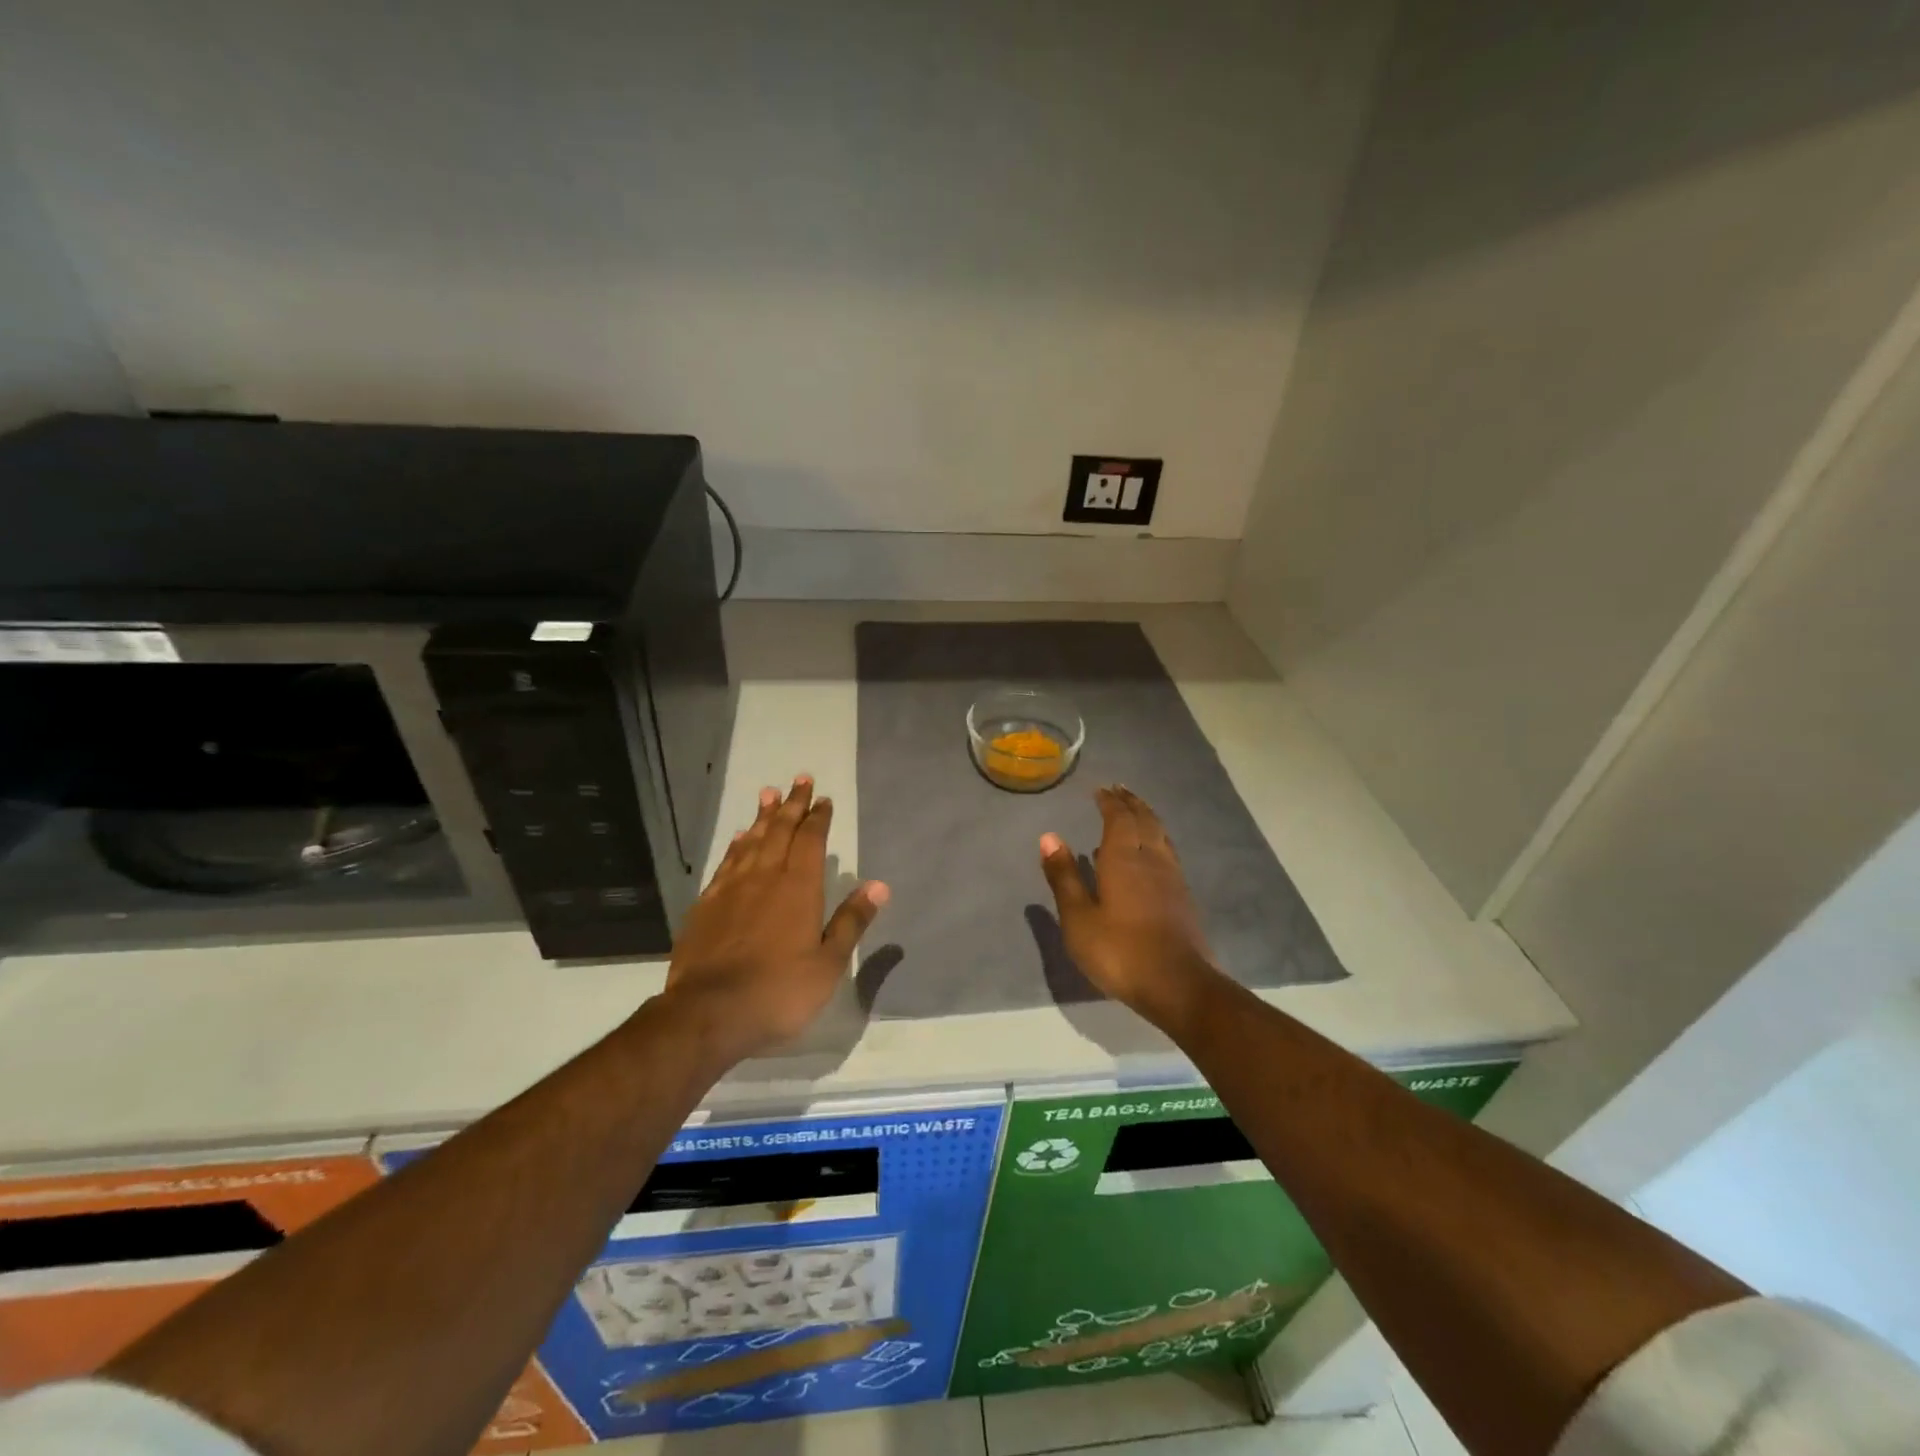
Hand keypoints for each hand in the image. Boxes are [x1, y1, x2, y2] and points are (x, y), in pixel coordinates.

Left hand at [664, 776, 887, 1064]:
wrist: (708, 1013)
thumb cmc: (779, 991)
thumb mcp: (828, 963)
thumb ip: (851, 921)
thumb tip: (879, 885)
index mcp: (799, 888)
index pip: (810, 840)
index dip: (818, 817)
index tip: (823, 799)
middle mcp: (765, 877)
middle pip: (780, 830)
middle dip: (792, 804)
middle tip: (799, 779)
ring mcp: (731, 888)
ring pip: (751, 841)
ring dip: (763, 816)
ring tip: (768, 794)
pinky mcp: (707, 904)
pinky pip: (727, 862)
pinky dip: (736, 844)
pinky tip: (739, 838)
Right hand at [1039, 785, 1224, 1032]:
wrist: (1178, 985)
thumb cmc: (1119, 951)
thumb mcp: (1078, 918)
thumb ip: (1064, 876)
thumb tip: (1049, 837)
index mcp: (1124, 859)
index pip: (1118, 818)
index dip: (1109, 802)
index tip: (1101, 790)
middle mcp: (1152, 859)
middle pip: (1145, 821)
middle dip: (1131, 803)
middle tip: (1120, 790)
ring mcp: (1172, 878)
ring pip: (1161, 836)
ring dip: (1147, 818)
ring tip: (1136, 812)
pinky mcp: (1183, 898)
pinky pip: (1168, 853)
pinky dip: (1156, 840)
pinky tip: (1150, 855)